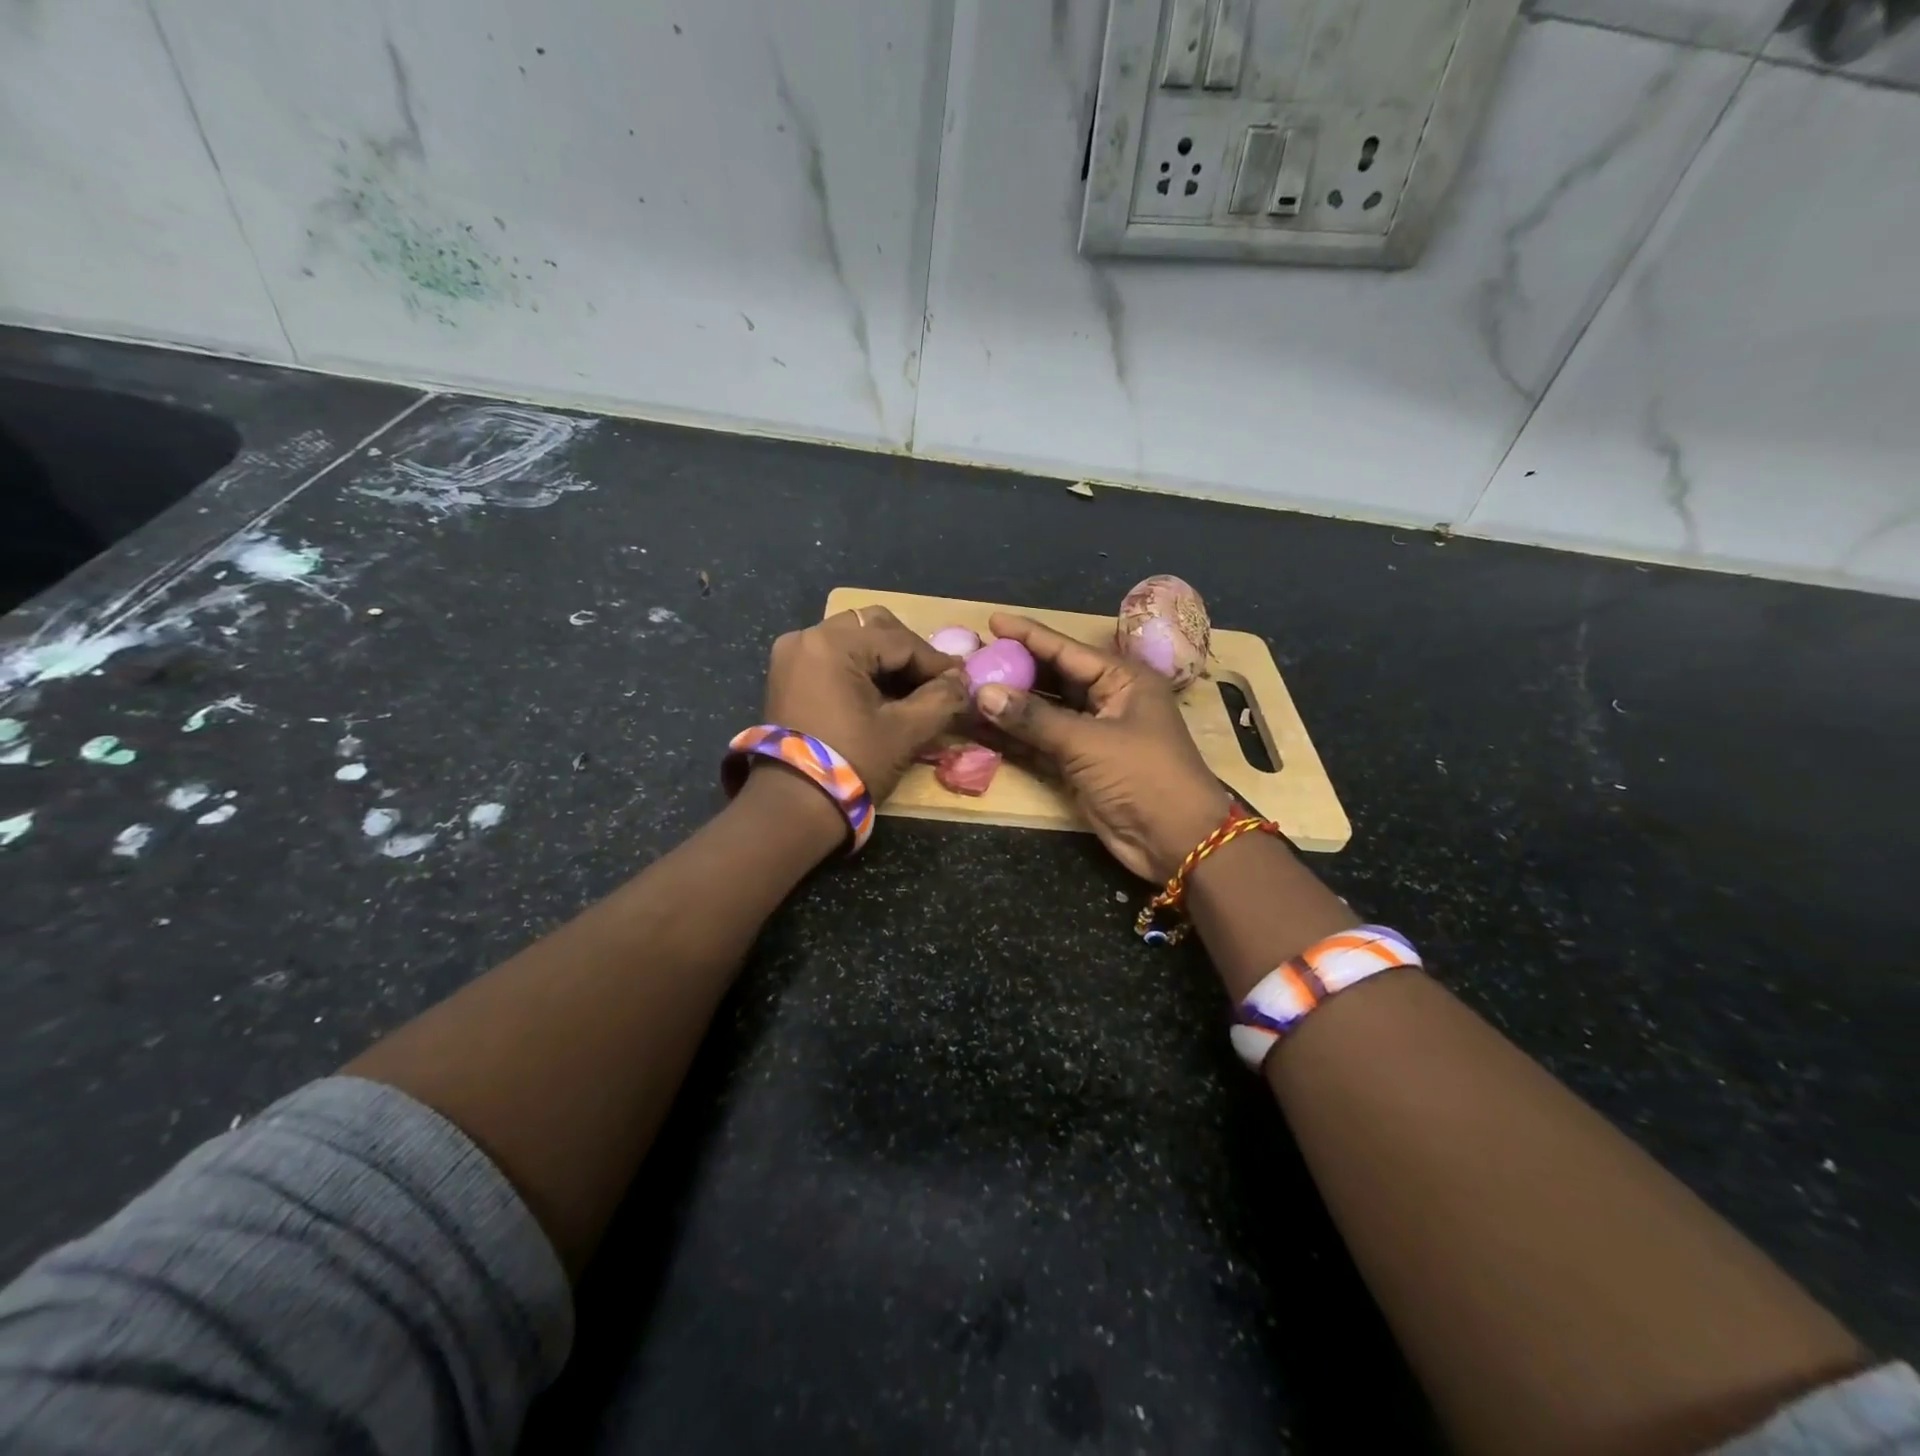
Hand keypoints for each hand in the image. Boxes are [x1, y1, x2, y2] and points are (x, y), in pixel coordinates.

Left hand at [760, 606, 968, 803]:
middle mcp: (807, 637)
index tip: (961, 678)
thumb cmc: (852, 762)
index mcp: (833, 644)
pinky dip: (859, 667)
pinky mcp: (786, 674)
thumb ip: (941, 699)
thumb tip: (961, 681)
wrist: (793, 805)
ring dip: (884, 658)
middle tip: (935, 679)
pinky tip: (882, 691)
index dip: (934, 660)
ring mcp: (791, 654)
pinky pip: (831, 655)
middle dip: (908, 651)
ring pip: (851, 639)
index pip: (899, 640)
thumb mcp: (905, 731)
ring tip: (911, 687)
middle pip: (872, 627)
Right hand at [975, 613, 1230, 881]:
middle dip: (1013, 670)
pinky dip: (1014, 737)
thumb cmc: (1143, 776)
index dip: (1028, 636)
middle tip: (971, 659)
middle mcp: (1107, 700)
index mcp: (1122, 680)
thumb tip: (982, 693)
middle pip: (1052, 678)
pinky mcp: (1079, 764)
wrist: (1176, 841)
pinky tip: (981, 728)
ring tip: (966, 691)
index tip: (991, 621)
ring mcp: (1092, 733)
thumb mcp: (1088, 742)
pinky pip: (1040, 742)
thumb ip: (1033, 718)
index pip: (1066, 650)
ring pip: (1042, 712)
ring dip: (1008, 706)